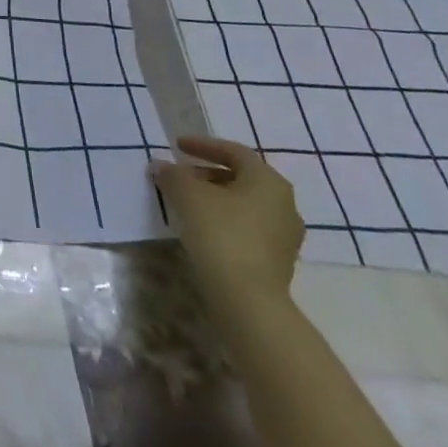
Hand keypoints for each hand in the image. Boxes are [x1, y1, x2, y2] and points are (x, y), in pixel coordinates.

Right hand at [153, 135, 303, 312]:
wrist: (249, 301)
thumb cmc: (221, 234)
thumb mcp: (187, 195)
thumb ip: (173, 174)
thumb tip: (162, 166)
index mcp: (268, 181)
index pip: (234, 151)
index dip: (203, 145)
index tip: (176, 146)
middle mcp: (284, 204)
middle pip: (241, 177)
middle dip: (207, 173)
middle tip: (180, 174)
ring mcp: (285, 235)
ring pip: (245, 204)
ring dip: (216, 198)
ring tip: (187, 201)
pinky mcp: (279, 261)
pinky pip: (249, 227)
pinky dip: (225, 220)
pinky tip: (203, 227)